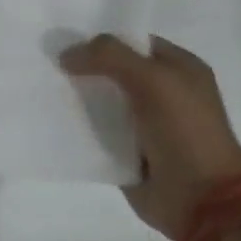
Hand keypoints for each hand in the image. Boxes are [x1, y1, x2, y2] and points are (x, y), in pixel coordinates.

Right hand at [59, 34, 240, 240]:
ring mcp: (143, 127)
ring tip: (40, 93)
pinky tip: (50, 125)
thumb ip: (111, 58)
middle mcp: (161, 95)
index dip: (102, 42)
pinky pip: (96, 137)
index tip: (65, 43)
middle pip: (114, 74)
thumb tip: (66, 54)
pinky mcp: (126, 156)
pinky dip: (76, 132)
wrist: (200, 198)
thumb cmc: (185, 132)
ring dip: (75, 102)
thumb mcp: (153, 81)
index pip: (134, 44)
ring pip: (101, 106)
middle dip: (83, 71)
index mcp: (179, 71)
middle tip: (44, 66)